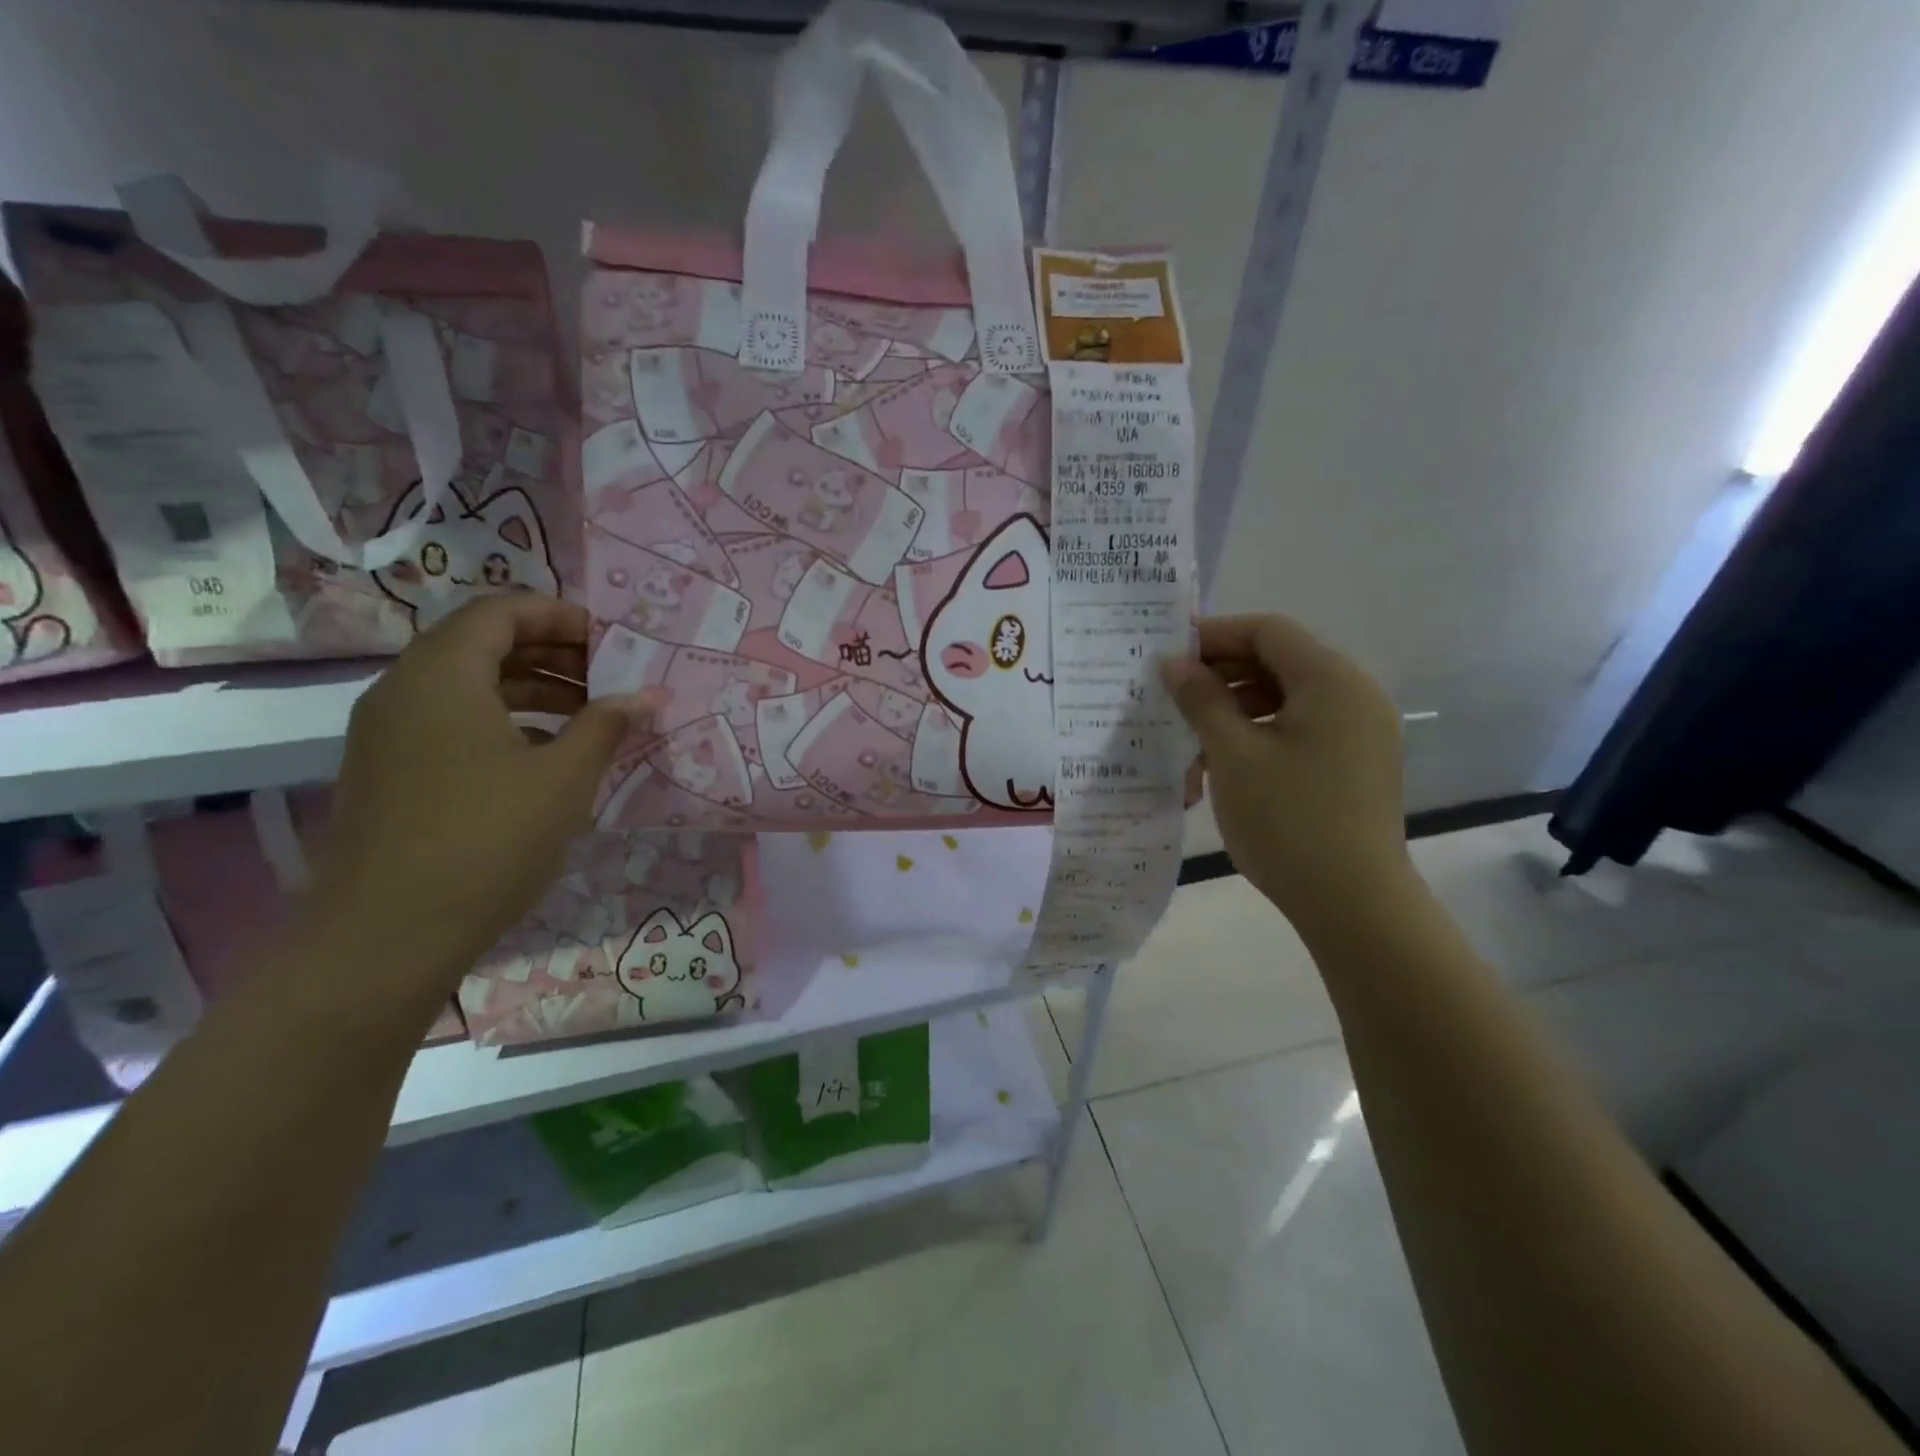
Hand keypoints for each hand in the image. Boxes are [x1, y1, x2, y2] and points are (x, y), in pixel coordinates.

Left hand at [305, 596, 657, 993]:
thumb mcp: (563, 780)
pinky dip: (503, 722)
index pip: (500, 611)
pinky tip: (546, 757)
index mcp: (441, 676)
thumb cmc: (486, 841)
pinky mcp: (389, 773)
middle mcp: (404, 691)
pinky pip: (451, 722)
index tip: (611, 640)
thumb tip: (645, 696)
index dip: (560, 615)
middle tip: (609, 676)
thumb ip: (606, 726)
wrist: (384, 939)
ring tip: (589, 715)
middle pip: (481, 643)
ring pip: (466, 685)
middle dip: (552, 652)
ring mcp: (389, 735)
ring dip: (531, 689)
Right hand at [1161, 614, 1412, 935]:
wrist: (1355, 904)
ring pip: (1286, 699)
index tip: (1168, 654)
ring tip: (1193, 742)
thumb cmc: (1288, 821)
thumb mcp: (1233, 755)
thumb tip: (1173, 662)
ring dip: (1235, 709)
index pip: (1267, 631)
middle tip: (1172, 698)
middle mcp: (1355, 695)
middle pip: (1278, 662)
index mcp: (1332, 681)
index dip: (1214, 635)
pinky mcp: (1355, 762)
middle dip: (1221, 675)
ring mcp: (1360, 731)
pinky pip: (1301, 728)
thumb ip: (1201, 700)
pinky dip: (1260, 735)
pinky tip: (1225, 764)